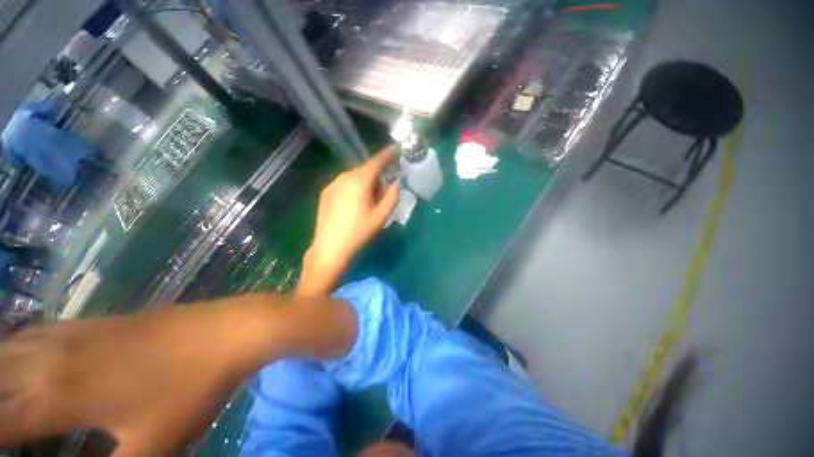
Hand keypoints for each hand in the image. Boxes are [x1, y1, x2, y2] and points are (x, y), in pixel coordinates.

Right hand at [0, 302, 270, 455]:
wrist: (229, 330)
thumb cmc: (190, 390)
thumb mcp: (151, 448)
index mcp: (57, 397)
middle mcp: (52, 359)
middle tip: (2, 424)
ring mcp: (74, 333)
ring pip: (8, 349)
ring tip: (1, 392)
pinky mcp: (97, 321)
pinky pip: (37, 332)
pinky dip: (13, 347)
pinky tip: (15, 355)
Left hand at [298, 148, 399, 295]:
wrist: (330, 247)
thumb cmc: (359, 232)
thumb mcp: (381, 216)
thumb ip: (392, 197)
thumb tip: (395, 184)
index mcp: (359, 181)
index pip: (376, 161)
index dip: (388, 154)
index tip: (396, 149)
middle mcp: (344, 177)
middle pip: (365, 169)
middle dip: (377, 175)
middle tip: (384, 190)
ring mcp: (333, 184)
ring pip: (354, 176)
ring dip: (365, 182)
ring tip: (370, 200)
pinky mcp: (326, 193)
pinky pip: (345, 183)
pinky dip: (354, 187)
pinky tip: (355, 204)